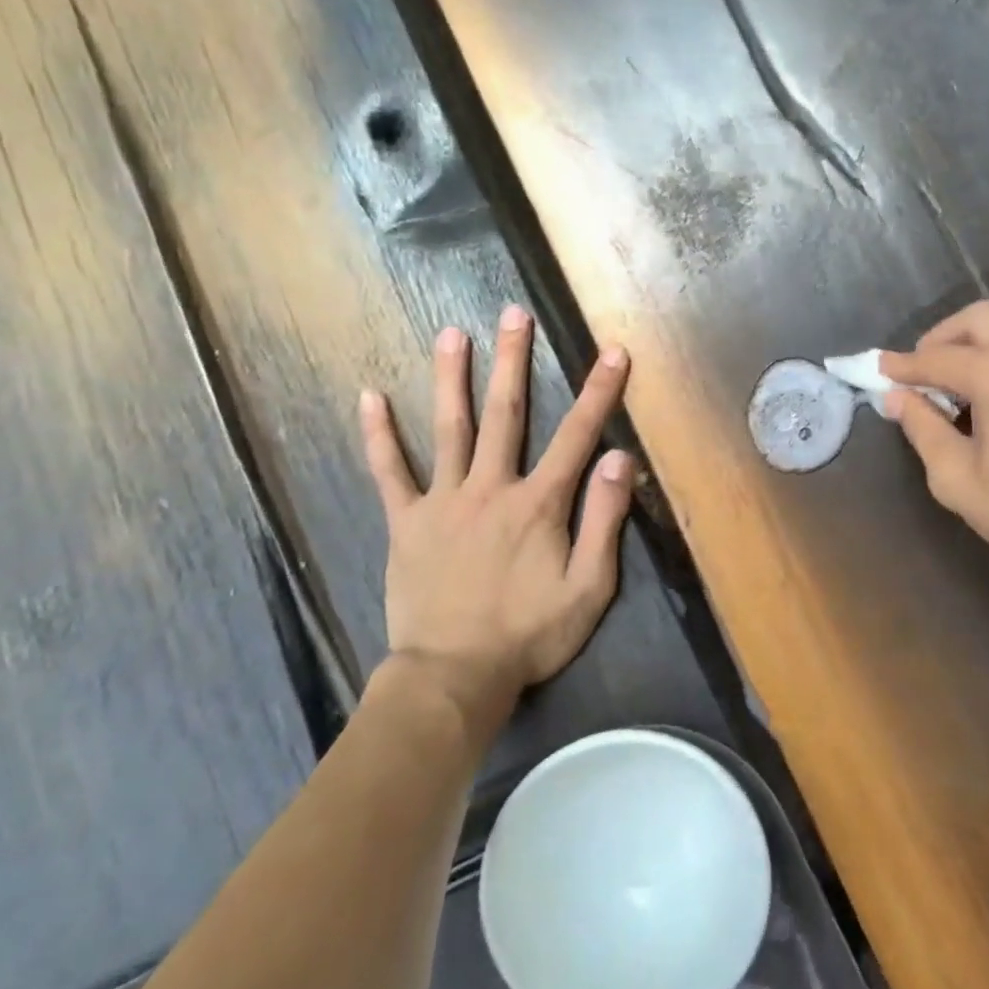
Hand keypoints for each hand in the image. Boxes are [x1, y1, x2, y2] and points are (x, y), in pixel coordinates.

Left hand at [358, 305, 633, 726]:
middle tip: (513, 313)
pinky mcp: (406, 522)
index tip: (611, 351)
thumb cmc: (530, 634)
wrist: (455, 675)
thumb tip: (620, 459)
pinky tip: (368, 396)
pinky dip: (378, 435)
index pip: (577, 436)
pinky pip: (389, 472)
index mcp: (538, 503)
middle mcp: (491, 488)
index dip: (598, 392)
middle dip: (513, 361)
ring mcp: (443, 501)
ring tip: (450, 333)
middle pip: (505, 414)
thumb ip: (605, 520)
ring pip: (449, 428)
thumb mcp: (589, 587)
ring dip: (451, 378)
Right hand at [880, 302, 988, 584]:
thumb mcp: (956, 478)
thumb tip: (898, 398)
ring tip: (957, 387)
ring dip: (975, 345)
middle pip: (978, 320)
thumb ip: (922, 428)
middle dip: (940, 341)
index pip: (937, 358)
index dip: (903, 366)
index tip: (878, 369)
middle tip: (920, 375)